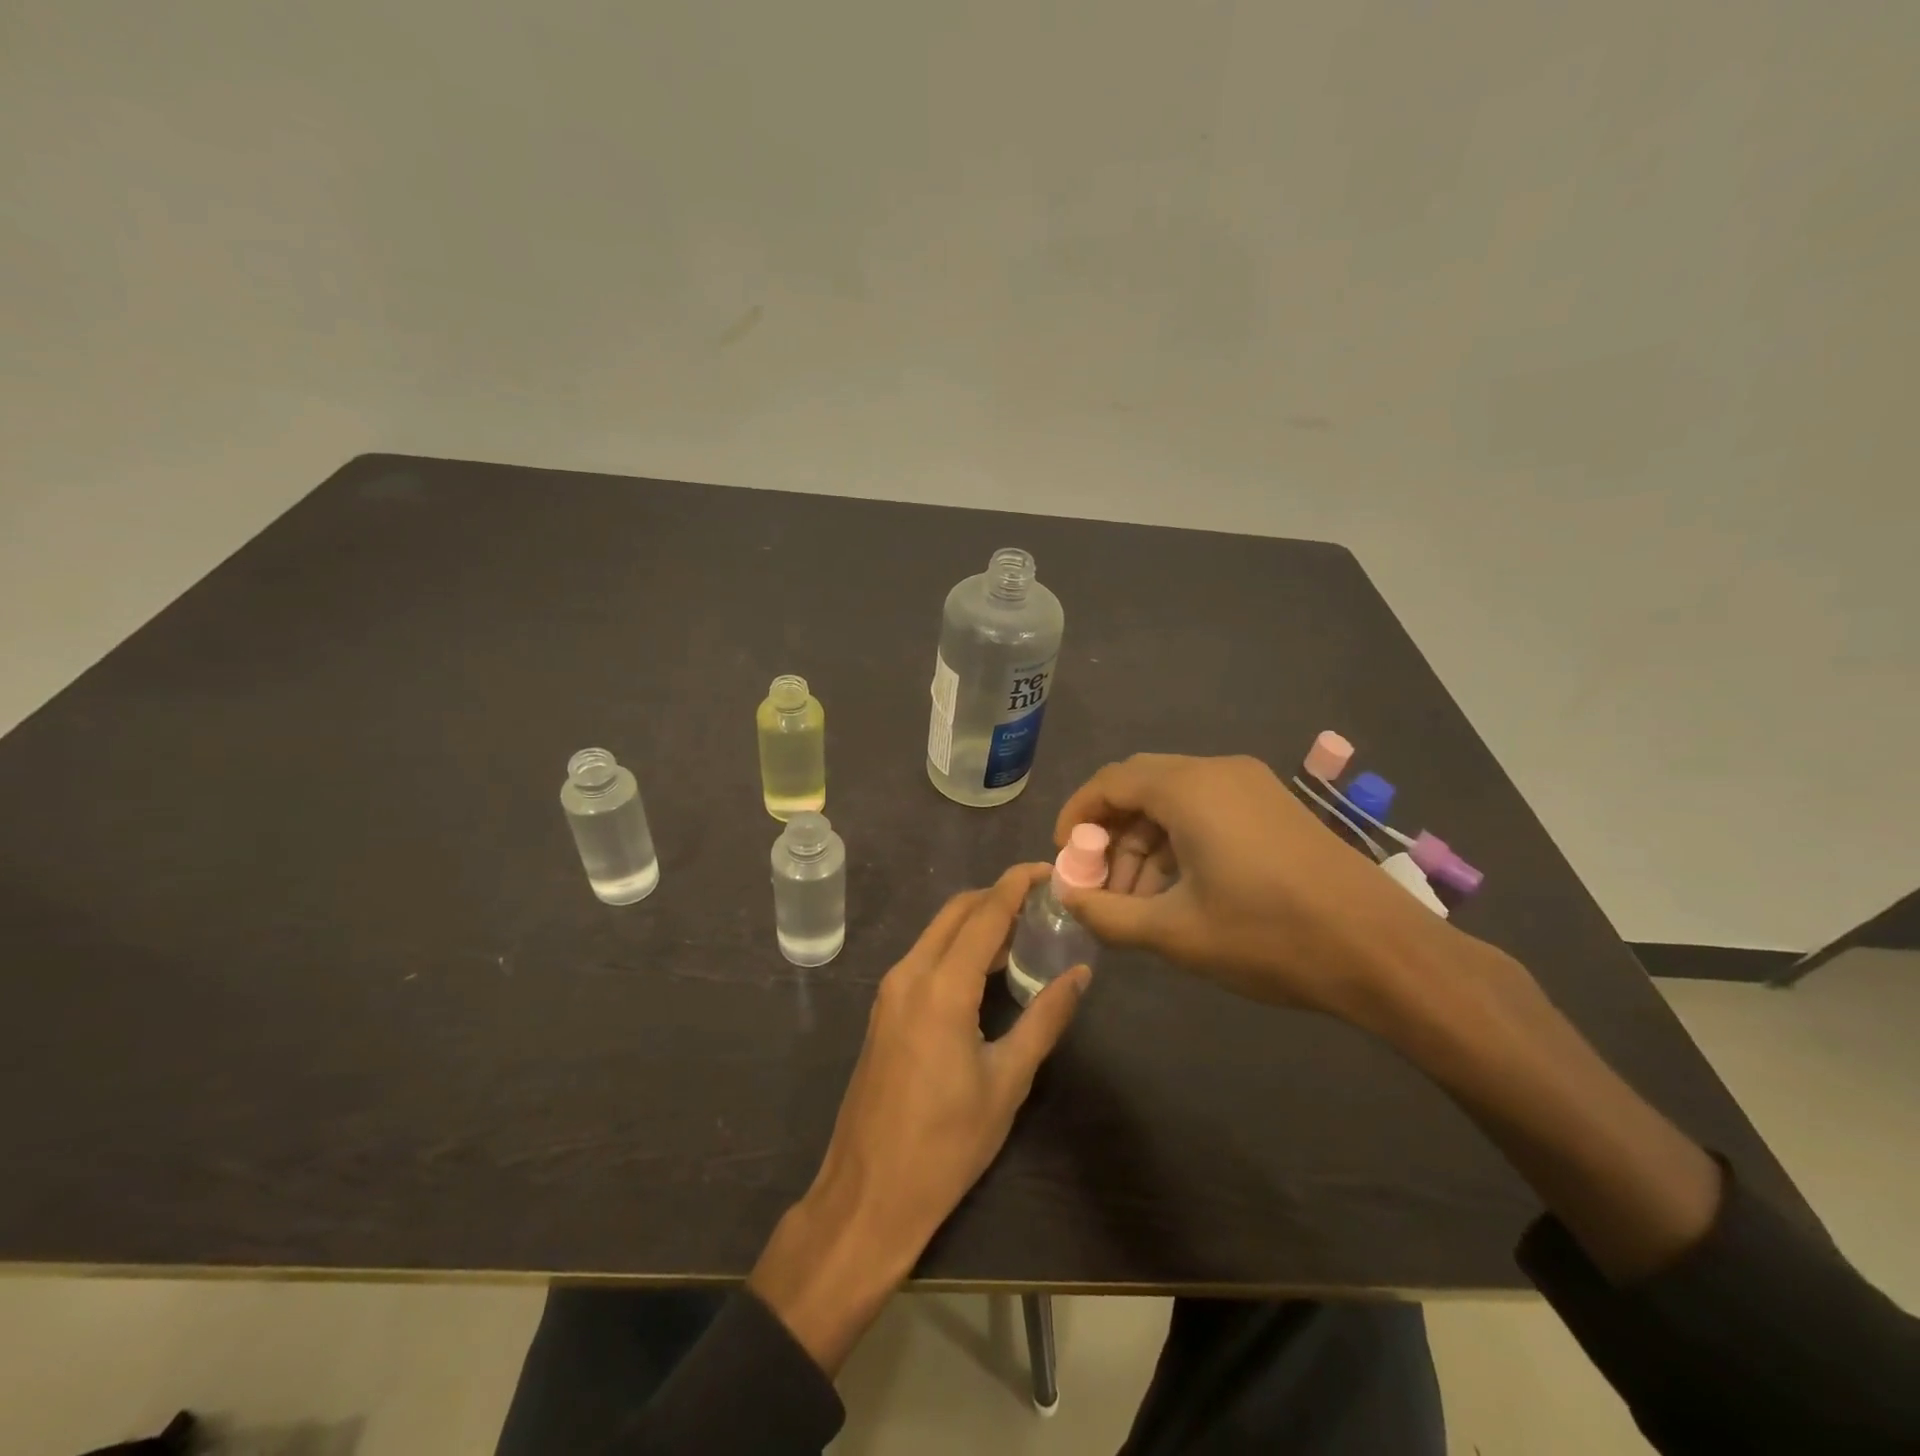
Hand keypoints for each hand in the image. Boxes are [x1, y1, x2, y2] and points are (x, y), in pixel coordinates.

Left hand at [749, 863, 1091, 1372]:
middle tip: (1043, 903)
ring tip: (1025, 932)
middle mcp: (909, 974)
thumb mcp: (1007, 1082)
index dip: (1017, 884)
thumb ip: (1045, 1019)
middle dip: (998, 896)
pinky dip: (957, 947)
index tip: (1049, 870)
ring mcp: (890, 991)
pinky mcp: (884, 1010)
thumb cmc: (946, 1145)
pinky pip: (925, 957)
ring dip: (977, 921)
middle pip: (957, 911)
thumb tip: (1080, 974)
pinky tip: (987, 969)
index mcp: (941, 987)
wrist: (868, 1194)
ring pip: (938, 932)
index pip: (985, 913)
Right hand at [1053, 753, 1449, 1022]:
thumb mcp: (1176, 932)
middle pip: (1140, 787)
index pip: (1109, 782)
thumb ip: (1108, 914)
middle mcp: (1217, 771)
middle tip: (1101, 885)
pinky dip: (1180, 842)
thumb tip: (1067, 898)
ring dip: (1146, 844)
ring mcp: (1252, 785)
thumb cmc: (1269, 936)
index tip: (1064, 858)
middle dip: (1111, 835)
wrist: (1383, 951)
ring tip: (1139, 902)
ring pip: (1175, 801)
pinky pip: (1208, 810)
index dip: (1076, 816)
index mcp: (1188, 788)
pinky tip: (1181, 891)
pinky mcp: (1275, 806)